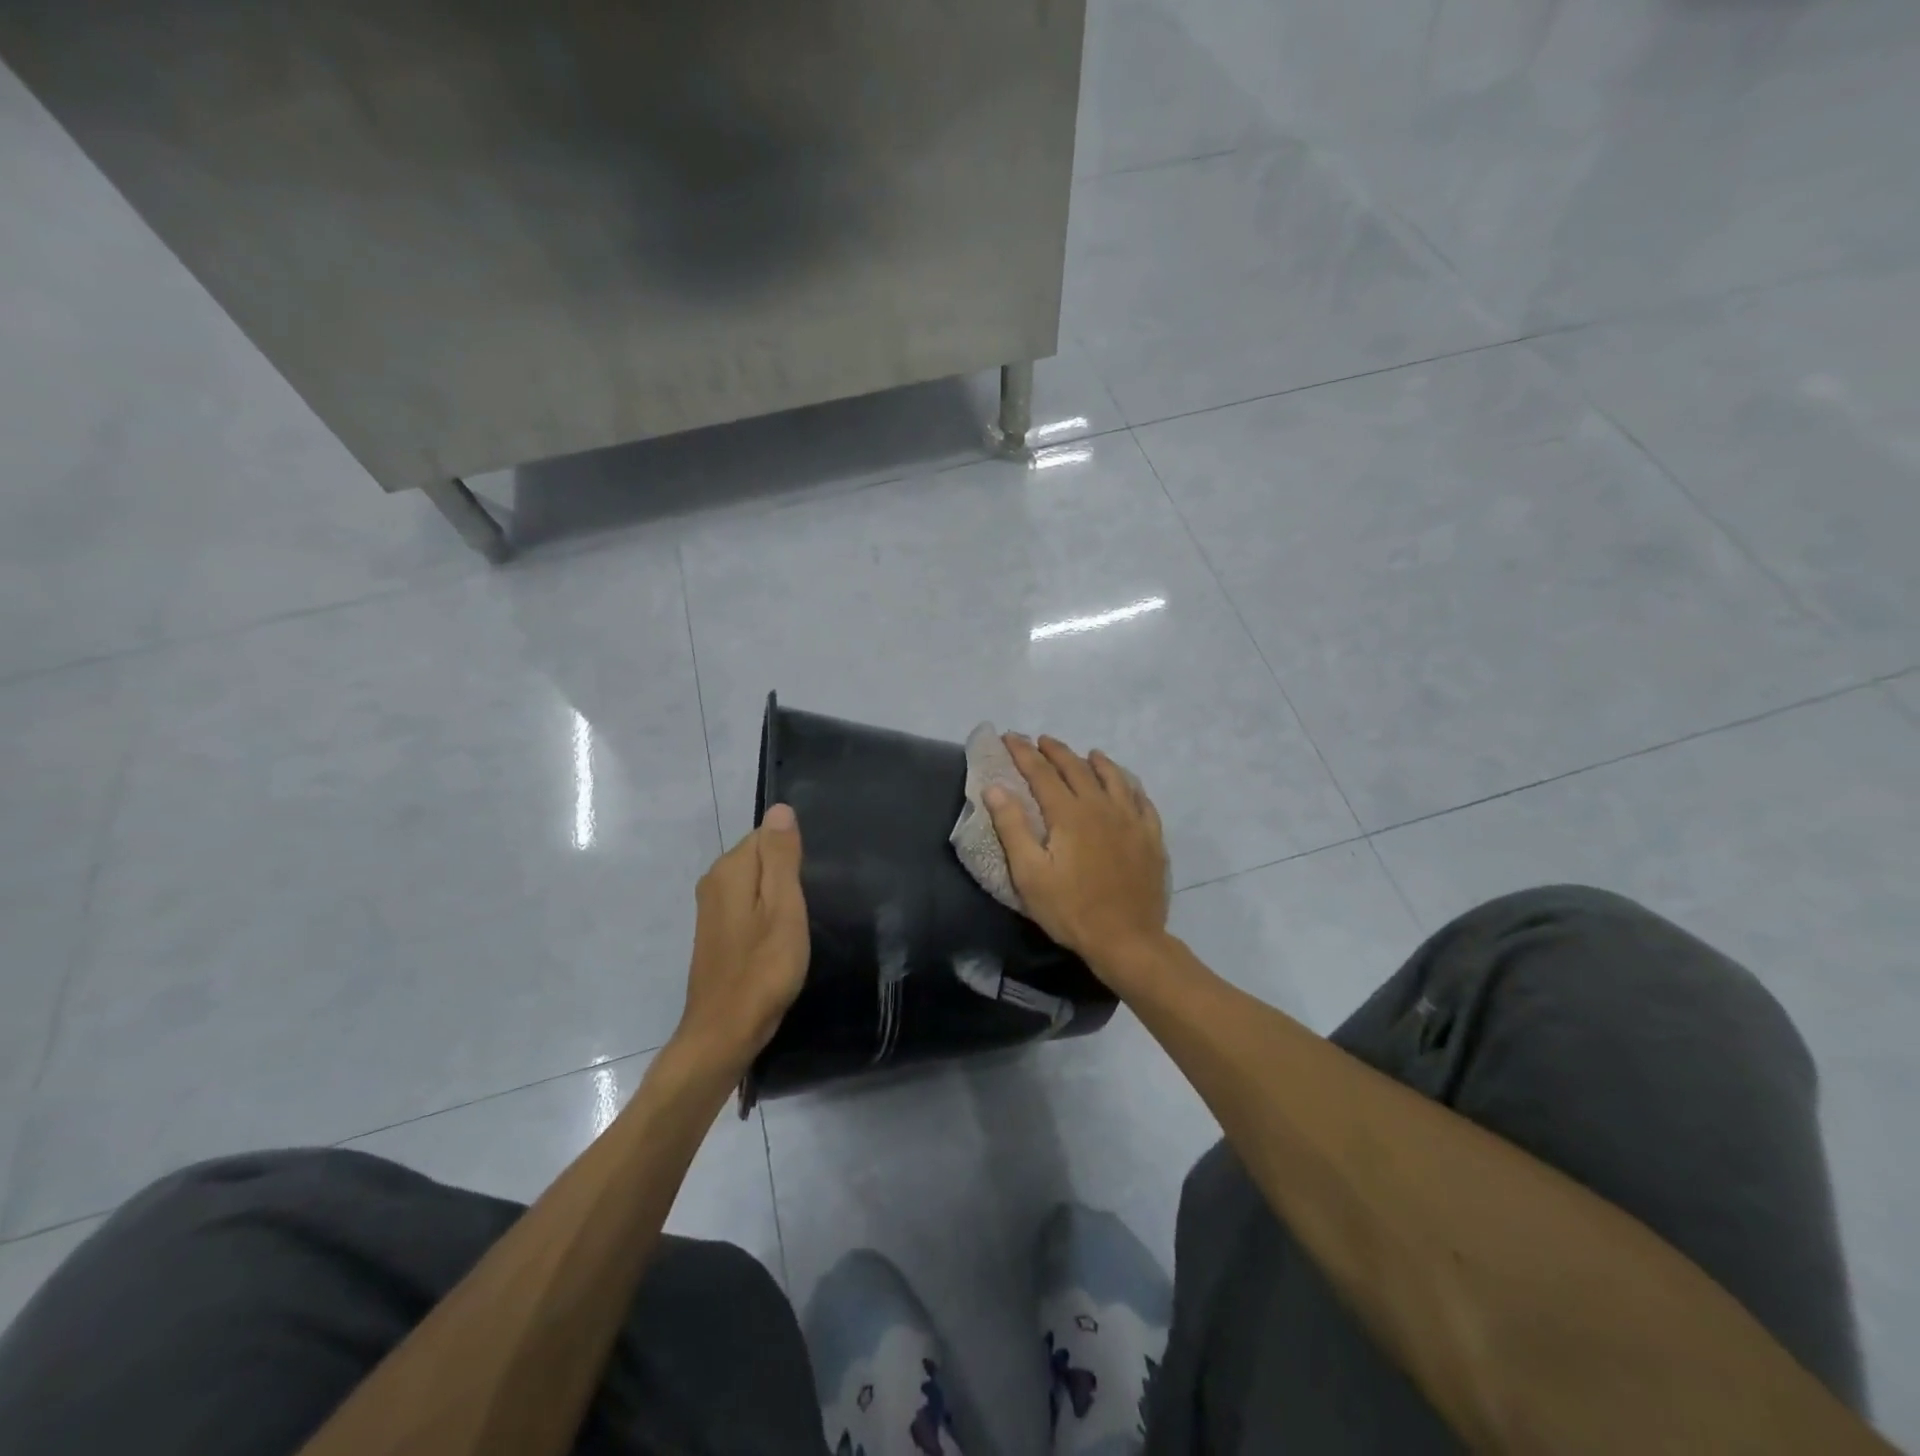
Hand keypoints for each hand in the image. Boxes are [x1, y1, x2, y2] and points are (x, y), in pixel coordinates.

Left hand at [675, 803, 809, 1073]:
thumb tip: (780, 808)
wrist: (725, 1033)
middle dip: (788, 873)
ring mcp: (712, 909)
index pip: (768, 834)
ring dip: (779, 896)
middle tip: (813, 904)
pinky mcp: (716, 933)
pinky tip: (782, 937)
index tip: (815, 881)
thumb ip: (781, 857)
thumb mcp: (783, 908)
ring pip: (755, 883)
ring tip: (802, 921)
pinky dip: (767, 914)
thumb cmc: (763, 969)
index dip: (796, 854)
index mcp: (730, 869)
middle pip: (761, 857)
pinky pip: (748, 904)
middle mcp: (714, 881)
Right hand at [985, 735, 1169, 972]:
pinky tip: (1127, 785)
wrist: (1127, 940)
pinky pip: (1141, 800)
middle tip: (1041, 740)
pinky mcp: (1151, 837)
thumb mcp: (1029, 874)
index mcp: (1069, 814)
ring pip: (1114, 777)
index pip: (1041, 773)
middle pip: (1077, 768)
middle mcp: (1101, 806)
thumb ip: (1012, 827)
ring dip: (1096, 761)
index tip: (1010, 737)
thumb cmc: (1071, 910)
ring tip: (1086, 753)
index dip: (1023, 753)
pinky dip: (1129, 784)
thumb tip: (995, 788)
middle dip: (1056, 751)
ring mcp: (1131, 820)